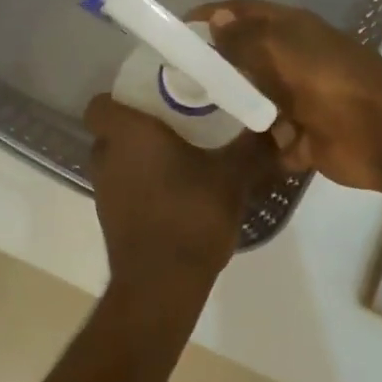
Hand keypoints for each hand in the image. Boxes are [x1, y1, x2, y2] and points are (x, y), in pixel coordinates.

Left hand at [86, 95, 272, 290]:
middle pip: (112, 130)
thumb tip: (281, 126)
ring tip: (181, 159)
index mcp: (127, 133)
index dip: (122, 98)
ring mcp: (103, 189)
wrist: (161, 283)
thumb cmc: (191, 215)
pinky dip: (142, 185)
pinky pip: (123, 187)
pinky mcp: (108, 217)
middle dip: (140, 128)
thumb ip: (255, 147)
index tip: (155, 100)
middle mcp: (106, 156)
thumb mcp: (232, 177)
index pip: (100, 103)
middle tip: (176, 125)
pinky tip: (175, 193)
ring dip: (141, 158)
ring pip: (117, 160)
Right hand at [192, 0, 381, 191]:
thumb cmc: (328, 79)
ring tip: (186, 116)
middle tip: (173, 78)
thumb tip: (215, 18)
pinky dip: (249, 147)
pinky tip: (217, 150)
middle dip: (215, 67)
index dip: (213, 16)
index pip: (243, 14)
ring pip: (253, 102)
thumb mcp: (280, 48)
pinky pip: (266, 142)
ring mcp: (297, 103)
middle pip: (246, 60)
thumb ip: (244, 37)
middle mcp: (292, 63)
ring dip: (230, 109)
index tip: (178, 27)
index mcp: (290, 31)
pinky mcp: (300, 139)